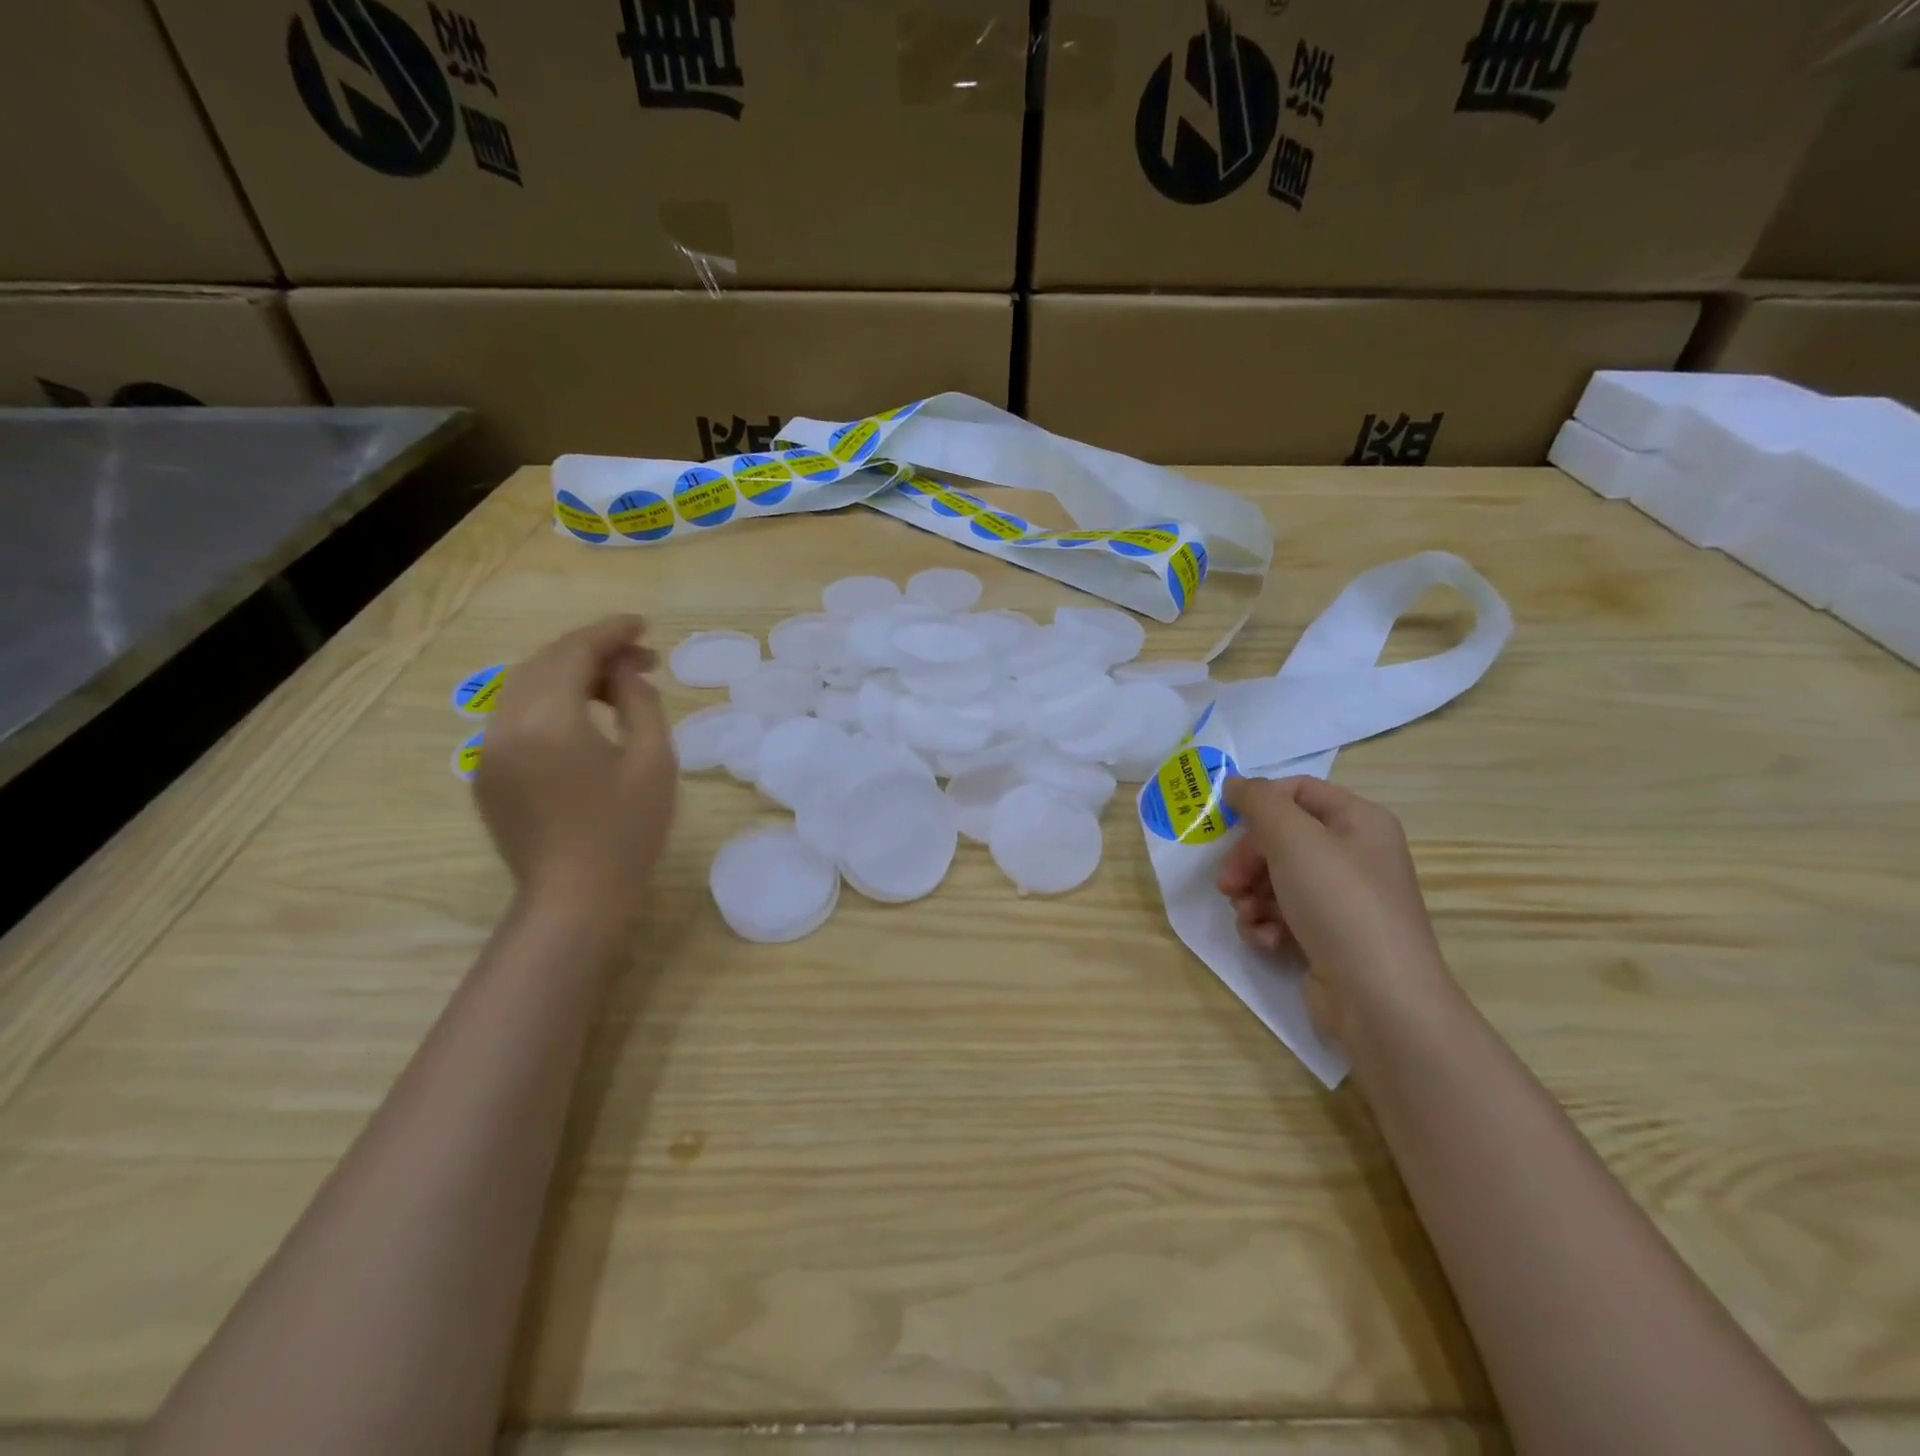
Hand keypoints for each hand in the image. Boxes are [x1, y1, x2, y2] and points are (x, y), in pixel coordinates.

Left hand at [475, 616, 676, 918]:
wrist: (575, 899)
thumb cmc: (626, 831)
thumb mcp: (653, 761)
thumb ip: (640, 702)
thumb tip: (624, 672)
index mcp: (546, 720)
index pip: (574, 652)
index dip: (611, 633)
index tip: (644, 626)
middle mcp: (505, 725)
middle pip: (545, 663)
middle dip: (593, 653)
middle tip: (642, 661)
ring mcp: (489, 751)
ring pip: (526, 688)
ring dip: (571, 676)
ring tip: (618, 688)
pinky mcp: (487, 774)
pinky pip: (516, 717)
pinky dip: (551, 703)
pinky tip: (585, 719)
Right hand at [1216, 776, 1455, 1046]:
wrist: (1379, 1000)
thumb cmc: (1339, 904)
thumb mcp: (1293, 839)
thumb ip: (1259, 802)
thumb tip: (1236, 783)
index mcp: (1359, 821)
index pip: (1298, 791)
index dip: (1260, 803)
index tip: (1227, 825)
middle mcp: (1354, 855)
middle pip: (1281, 839)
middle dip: (1247, 860)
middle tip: (1227, 883)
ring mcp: (1342, 900)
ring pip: (1275, 879)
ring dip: (1251, 896)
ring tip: (1248, 916)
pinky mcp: (1328, 937)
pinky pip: (1284, 915)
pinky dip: (1266, 925)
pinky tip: (1268, 941)